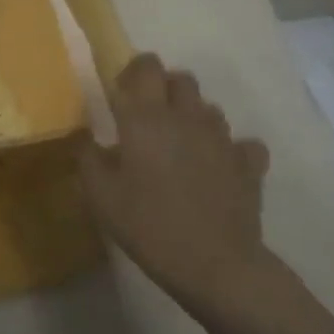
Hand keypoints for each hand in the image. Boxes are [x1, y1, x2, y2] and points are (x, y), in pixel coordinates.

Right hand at [78, 53, 271, 307]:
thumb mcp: (101, 197)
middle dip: (166, 90)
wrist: (216, 266)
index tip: (123, 93)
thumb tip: (84, 136)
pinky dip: (233, 151)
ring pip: (210, 108)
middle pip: (181, 79)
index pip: (146, 66)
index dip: (135, 71)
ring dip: (195, 118)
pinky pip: (244, 145)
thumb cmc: (150, 226)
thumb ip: (88, 157)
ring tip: (183, 148)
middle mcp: (186, 116)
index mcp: (146, 117)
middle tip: (151, 120)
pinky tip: (221, 169)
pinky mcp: (248, 165)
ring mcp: (222, 139)